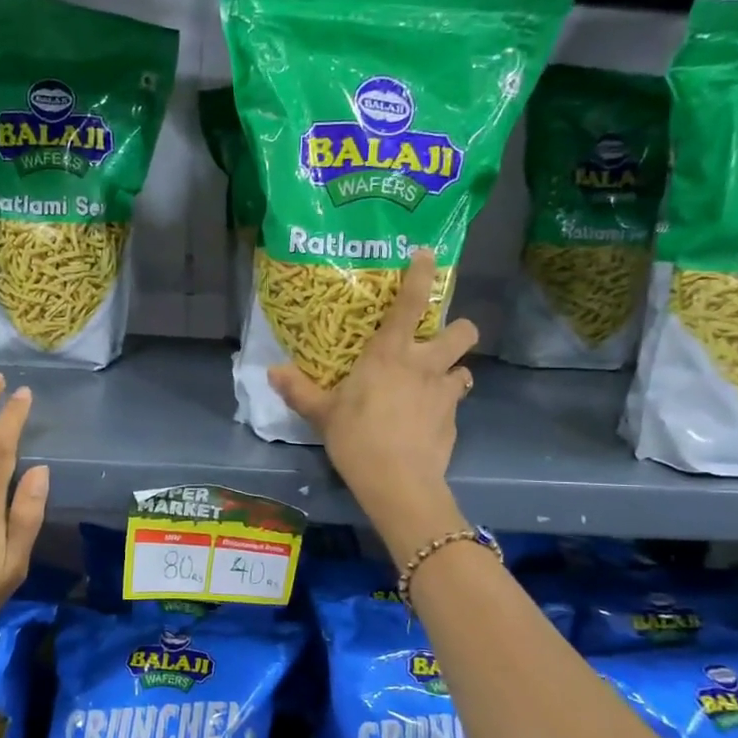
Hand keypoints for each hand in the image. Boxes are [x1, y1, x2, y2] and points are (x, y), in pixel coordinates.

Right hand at [269, 250, 474, 559]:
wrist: (398, 483)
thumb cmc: (357, 438)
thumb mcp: (322, 414)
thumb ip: (299, 390)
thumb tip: (272, 371)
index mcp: (390, 354)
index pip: (411, 303)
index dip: (421, 274)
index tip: (427, 254)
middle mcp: (425, 365)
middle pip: (462, 331)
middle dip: (458, 329)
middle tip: (439, 340)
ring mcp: (444, 394)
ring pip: (466, 369)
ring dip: (453, 372)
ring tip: (435, 385)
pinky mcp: (455, 422)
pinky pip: (455, 404)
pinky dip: (444, 407)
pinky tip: (427, 423)